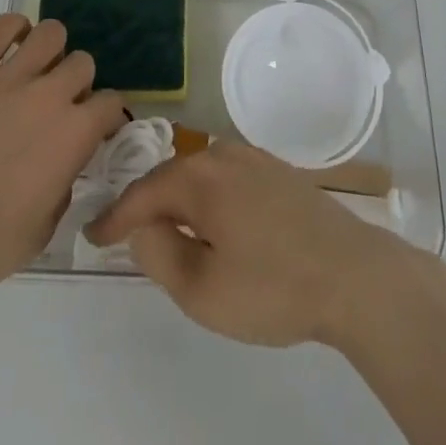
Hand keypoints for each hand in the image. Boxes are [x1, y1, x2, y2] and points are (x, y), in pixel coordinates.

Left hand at [0, 14, 125, 307]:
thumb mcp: (47, 226)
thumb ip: (66, 180)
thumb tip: (65, 159)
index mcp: (74, 134)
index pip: (111, 102)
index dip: (104, 116)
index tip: (93, 128)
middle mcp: (49, 95)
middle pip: (82, 62)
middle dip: (76, 83)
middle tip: (57, 104)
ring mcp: (8, 79)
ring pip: (50, 34)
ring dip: (50, 51)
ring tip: (35, 71)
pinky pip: (1, 28)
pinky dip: (12, 30)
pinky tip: (10, 48)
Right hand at [84, 139, 421, 347]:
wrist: (353, 273)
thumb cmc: (273, 286)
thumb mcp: (202, 290)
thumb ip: (160, 255)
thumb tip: (141, 227)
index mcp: (199, 177)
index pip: (142, 193)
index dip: (114, 216)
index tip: (92, 236)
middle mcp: (223, 154)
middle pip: (171, 176)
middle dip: (145, 203)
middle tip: (124, 233)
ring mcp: (254, 158)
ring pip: (200, 174)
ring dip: (178, 199)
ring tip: (164, 228)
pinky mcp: (277, 170)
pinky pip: (225, 177)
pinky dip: (207, 196)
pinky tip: (212, 220)